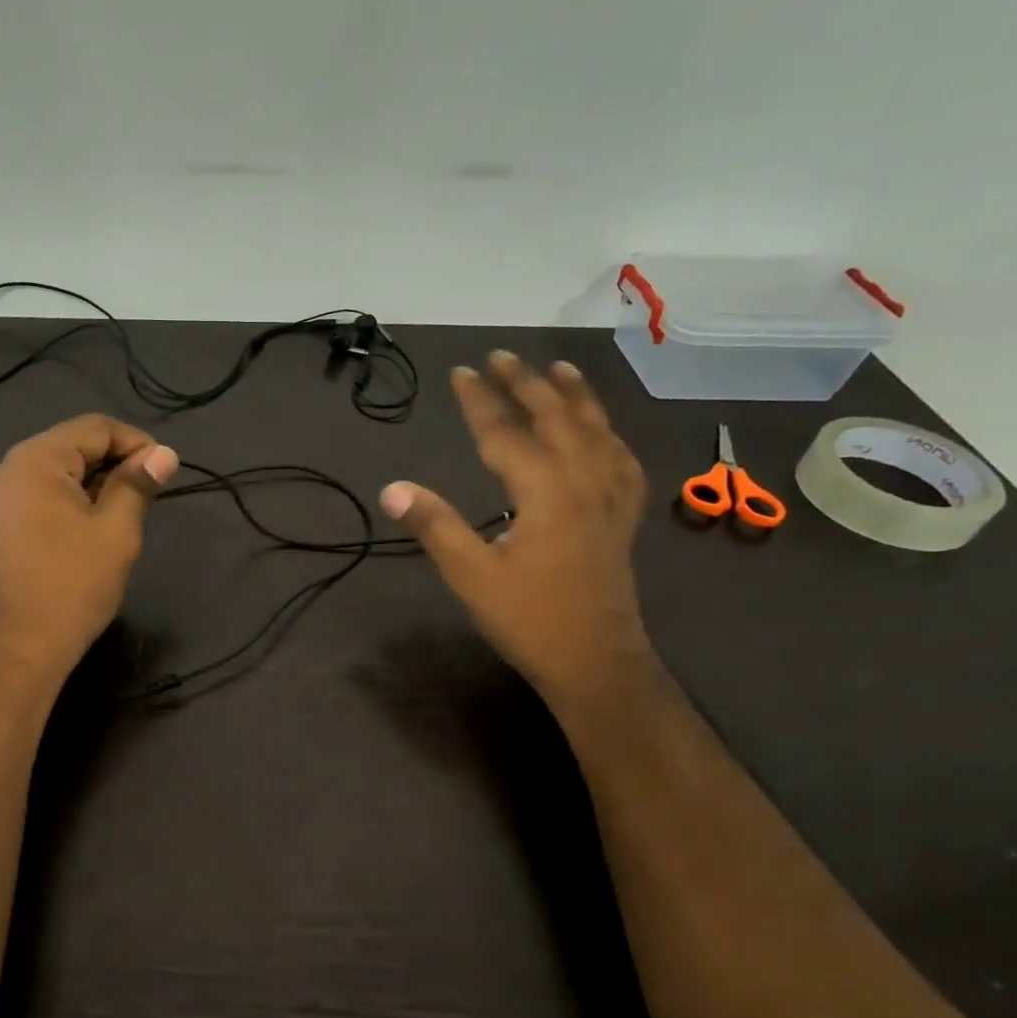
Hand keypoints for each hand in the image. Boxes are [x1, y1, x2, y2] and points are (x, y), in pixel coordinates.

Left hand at [0, 414, 178, 684]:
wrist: (23, 645)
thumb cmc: (74, 583)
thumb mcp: (116, 529)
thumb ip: (138, 484)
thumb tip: (164, 454)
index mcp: (37, 459)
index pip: (96, 427)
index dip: (137, 443)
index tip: (165, 473)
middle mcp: (14, 467)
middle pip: (76, 444)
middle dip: (118, 463)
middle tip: (150, 496)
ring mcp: (5, 496)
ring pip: (64, 470)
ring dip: (100, 483)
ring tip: (129, 513)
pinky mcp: (7, 522)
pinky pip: (49, 494)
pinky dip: (79, 500)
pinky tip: (99, 526)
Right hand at [381, 351, 653, 711]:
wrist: (595, 661)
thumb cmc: (529, 619)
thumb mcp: (471, 576)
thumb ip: (435, 526)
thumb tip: (393, 488)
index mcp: (544, 490)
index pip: (505, 431)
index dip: (480, 400)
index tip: (461, 372)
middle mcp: (583, 480)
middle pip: (555, 417)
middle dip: (526, 383)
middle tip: (501, 356)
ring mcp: (610, 496)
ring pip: (596, 429)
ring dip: (575, 395)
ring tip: (560, 369)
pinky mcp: (623, 516)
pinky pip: (621, 459)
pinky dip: (609, 433)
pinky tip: (604, 431)